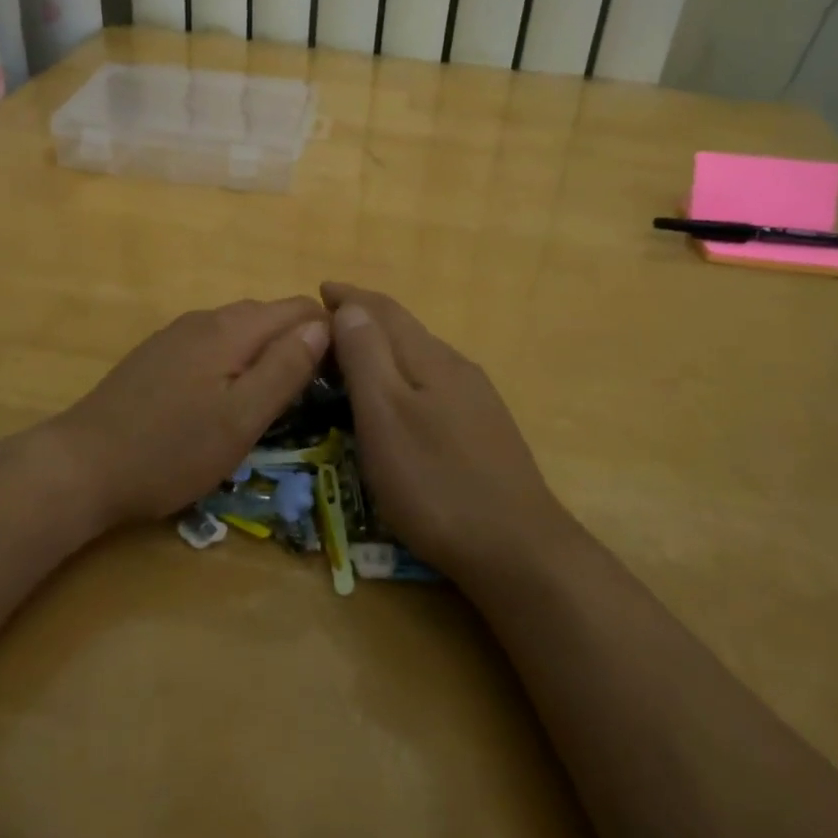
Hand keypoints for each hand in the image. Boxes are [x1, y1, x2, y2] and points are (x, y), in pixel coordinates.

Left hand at [50, 298, 330, 529]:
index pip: (298, 309)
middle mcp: (204, 319)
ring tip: (279, 396)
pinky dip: (236, 360)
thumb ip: (285, 369)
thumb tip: (325, 326)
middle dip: (299, 342)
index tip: (344, 374)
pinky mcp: (157, 355)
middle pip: (269, 315)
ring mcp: (176, 335)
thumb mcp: (241, 419)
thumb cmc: (171, 450)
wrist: (81, 466)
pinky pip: (213, 344)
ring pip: (240, 330)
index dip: (328, 334)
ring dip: (267, 352)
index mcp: (231, 329)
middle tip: (317, 391)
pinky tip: (229, 395)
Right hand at [323, 282, 572, 578]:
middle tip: (328, 321)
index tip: (320, 289)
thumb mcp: (385, 418)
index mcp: (429, 358)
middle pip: (405, 329)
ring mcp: (476, 398)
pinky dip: (405, 373)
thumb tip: (351, 308)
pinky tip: (401, 396)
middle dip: (366, 317)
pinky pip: (434, 381)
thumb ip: (367, 358)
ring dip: (386, 345)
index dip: (350, 297)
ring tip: (356, 353)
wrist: (517, 548)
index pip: (384, 311)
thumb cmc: (435, 483)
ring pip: (422, 355)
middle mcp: (456, 366)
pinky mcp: (485, 428)